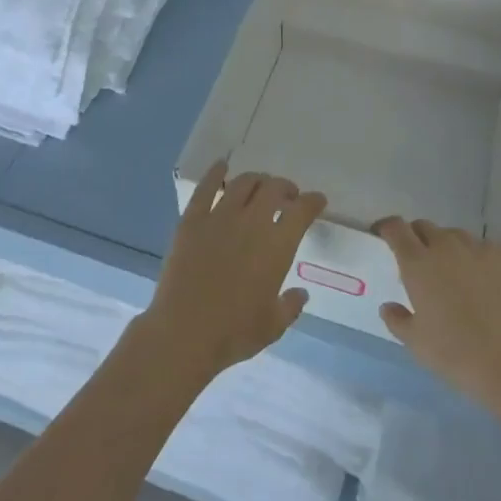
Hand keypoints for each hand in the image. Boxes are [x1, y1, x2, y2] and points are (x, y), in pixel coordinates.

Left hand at [141, 163, 325, 383]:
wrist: (183, 333)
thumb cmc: (233, 333)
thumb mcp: (273, 326)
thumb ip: (290, 306)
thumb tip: (300, 294)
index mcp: (277, 246)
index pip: (302, 211)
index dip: (313, 202)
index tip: (317, 200)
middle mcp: (252, 223)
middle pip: (273, 189)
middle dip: (286, 188)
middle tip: (288, 195)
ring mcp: (219, 217)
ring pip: (243, 183)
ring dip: (257, 180)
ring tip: (260, 186)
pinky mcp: (192, 220)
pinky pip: (206, 188)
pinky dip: (216, 173)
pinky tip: (222, 167)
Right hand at [374, 219, 500, 433]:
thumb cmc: (457, 355)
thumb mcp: (416, 344)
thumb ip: (397, 320)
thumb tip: (389, 307)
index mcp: (419, 263)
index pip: (396, 228)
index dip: (387, 228)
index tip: (383, 236)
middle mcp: (447, 247)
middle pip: (425, 227)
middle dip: (417, 238)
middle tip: (420, 263)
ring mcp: (480, 249)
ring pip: (456, 236)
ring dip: (448, 248)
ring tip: (455, 275)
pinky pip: (485, 249)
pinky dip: (478, 259)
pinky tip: (486, 286)